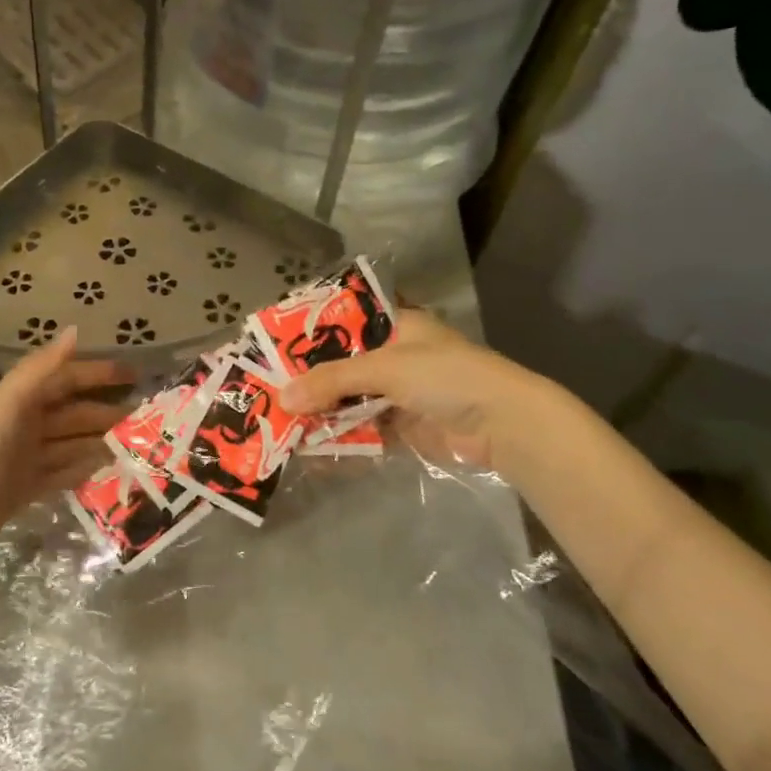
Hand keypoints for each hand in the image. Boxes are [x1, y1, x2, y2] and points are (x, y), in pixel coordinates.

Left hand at [0, 328, 130, 580]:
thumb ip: (41, 369)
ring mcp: (23, 459)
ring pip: (71, 443)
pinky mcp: (24, 489)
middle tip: (148, 419)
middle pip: (72, 412)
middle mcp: (22, 424)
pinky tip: (109, 471)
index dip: (98, 374)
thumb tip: (76, 330)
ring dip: (100, 442)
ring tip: (137, 446)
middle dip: (106, 412)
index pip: (65, 378)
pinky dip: (83, 470)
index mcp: (17, 399)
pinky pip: (62, 473)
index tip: (137, 376)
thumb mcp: (7, 405)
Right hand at [276, 309, 549, 471]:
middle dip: (309, 381)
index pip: (345, 324)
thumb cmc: (445, 377)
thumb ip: (332, 382)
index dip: (311, 336)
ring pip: (349, 400)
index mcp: (397, 326)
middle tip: (268, 390)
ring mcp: (399, 393)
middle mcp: (395, 357)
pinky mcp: (402, 427)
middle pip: (342, 366)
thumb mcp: (385, 369)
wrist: (502, 425)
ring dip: (321, 411)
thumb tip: (283, 399)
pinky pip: (362, 429)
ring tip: (280, 420)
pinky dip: (339, 436)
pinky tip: (309, 445)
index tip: (274, 348)